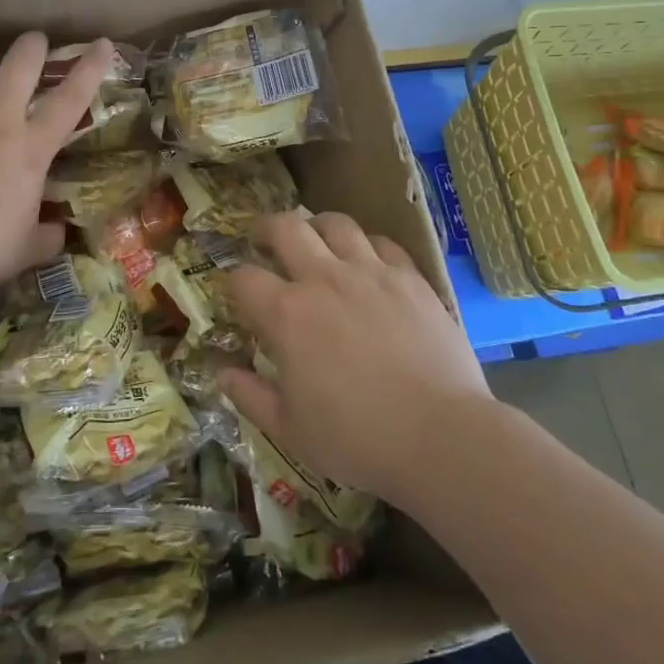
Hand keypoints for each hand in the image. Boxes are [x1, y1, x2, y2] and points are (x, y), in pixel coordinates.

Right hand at [219, 211, 491, 504]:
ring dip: (318, 228)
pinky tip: (368, 264)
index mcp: (287, 315)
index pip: (244, 278)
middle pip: (286, 227)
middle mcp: (324, 279)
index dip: (234, 282)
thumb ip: (251, 396)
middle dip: (267, 228)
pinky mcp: (410, 278)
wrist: (440, 435)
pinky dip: (367, 246)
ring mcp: (371, 272)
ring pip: (336, 224)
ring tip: (317, 242)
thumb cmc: (357, 438)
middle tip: (265, 241)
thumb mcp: (291, 430)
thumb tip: (222, 373)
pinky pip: (382, 243)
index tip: (239, 293)